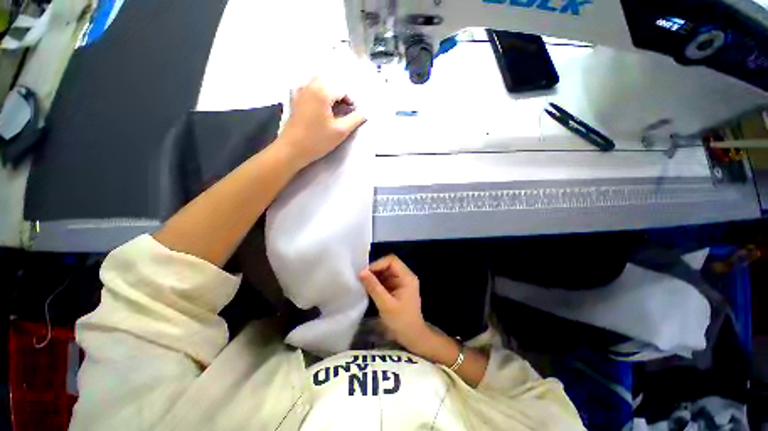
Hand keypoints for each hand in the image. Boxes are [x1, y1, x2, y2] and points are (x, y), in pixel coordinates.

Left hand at [276, 77, 365, 169]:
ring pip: (319, 84)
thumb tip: (364, 113)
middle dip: (340, 95)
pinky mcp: (295, 99)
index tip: (354, 114)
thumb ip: (355, 120)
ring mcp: (300, 91)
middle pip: (330, 83)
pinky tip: (321, 108)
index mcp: (322, 91)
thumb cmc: (317, 140)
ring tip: (334, 110)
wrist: (292, 149)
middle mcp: (310, 86)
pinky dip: (318, 94)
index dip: (351, 101)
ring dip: (329, 93)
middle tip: (345, 110)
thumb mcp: (341, 131)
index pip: (342, 90)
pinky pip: (309, 89)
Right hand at [359, 255, 428, 350]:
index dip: (377, 264)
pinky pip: (385, 280)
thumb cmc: (401, 321)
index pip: (391, 260)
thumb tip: (361, 272)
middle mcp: (405, 276)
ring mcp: (401, 282)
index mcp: (407, 277)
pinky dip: (376, 282)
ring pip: (385, 272)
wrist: (412, 337)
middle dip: (375, 270)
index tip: (365, 273)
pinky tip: (368, 289)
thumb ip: (374, 287)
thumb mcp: (386, 304)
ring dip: (374, 276)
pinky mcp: (396, 288)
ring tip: (363, 284)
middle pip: (388, 265)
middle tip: (361, 279)